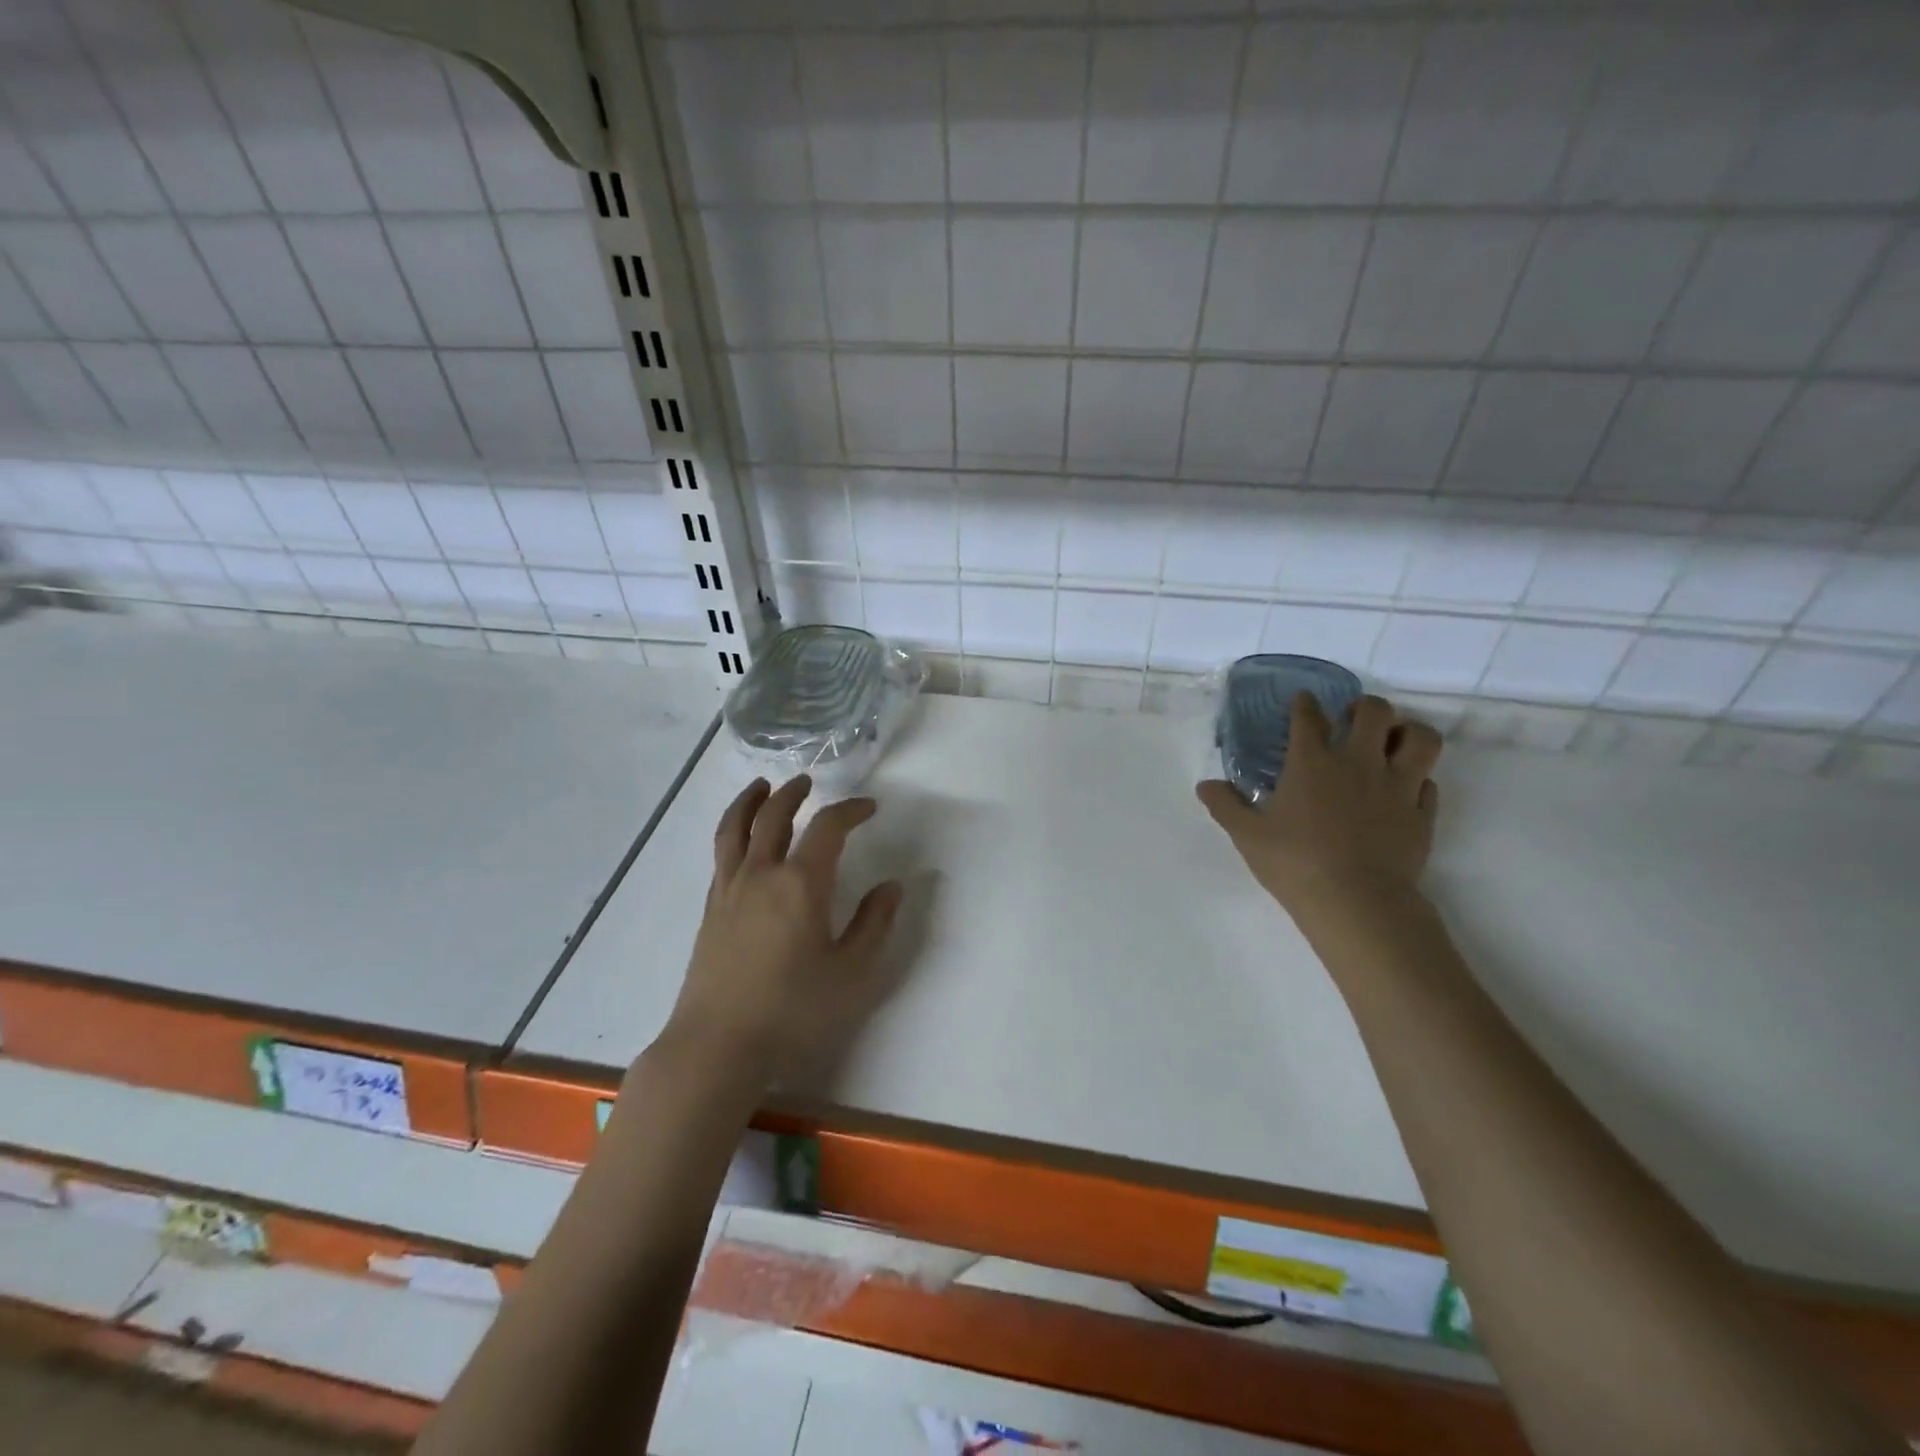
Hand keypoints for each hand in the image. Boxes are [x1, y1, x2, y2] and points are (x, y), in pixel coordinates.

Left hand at [664, 775, 901, 1085]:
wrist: (717, 1045)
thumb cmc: (793, 1011)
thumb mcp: (852, 973)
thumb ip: (874, 924)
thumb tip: (892, 886)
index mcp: (800, 884)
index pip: (827, 827)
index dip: (850, 809)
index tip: (869, 807)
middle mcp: (761, 874)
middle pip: (773, 815)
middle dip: (794, 793)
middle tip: (808, 781)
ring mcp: (729, 890)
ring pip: (735, 828)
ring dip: (751, 801)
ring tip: (762, 787)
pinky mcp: (710, 910)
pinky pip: (721, 854)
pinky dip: (732, 831)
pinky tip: (742, 842)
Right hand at [1198, 693, 1442, 923]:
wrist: (1357, 902)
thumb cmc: (1295, 863)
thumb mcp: (1247, 835)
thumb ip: (1226, 805)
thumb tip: (1205, 786)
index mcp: (1311, 763)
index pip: (1309, 718)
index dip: (1304, 704)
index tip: (1303, 700)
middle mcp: (1358, 763)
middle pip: (1374, 711)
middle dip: (1364, 706)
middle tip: (1352, 719)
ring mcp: (1397, 786)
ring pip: (1421, 738)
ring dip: (1407, 732)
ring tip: (1392, 742)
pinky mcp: (1421, 813)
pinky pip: (1429, 782)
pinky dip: (1418, 778)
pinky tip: (1405, 788)